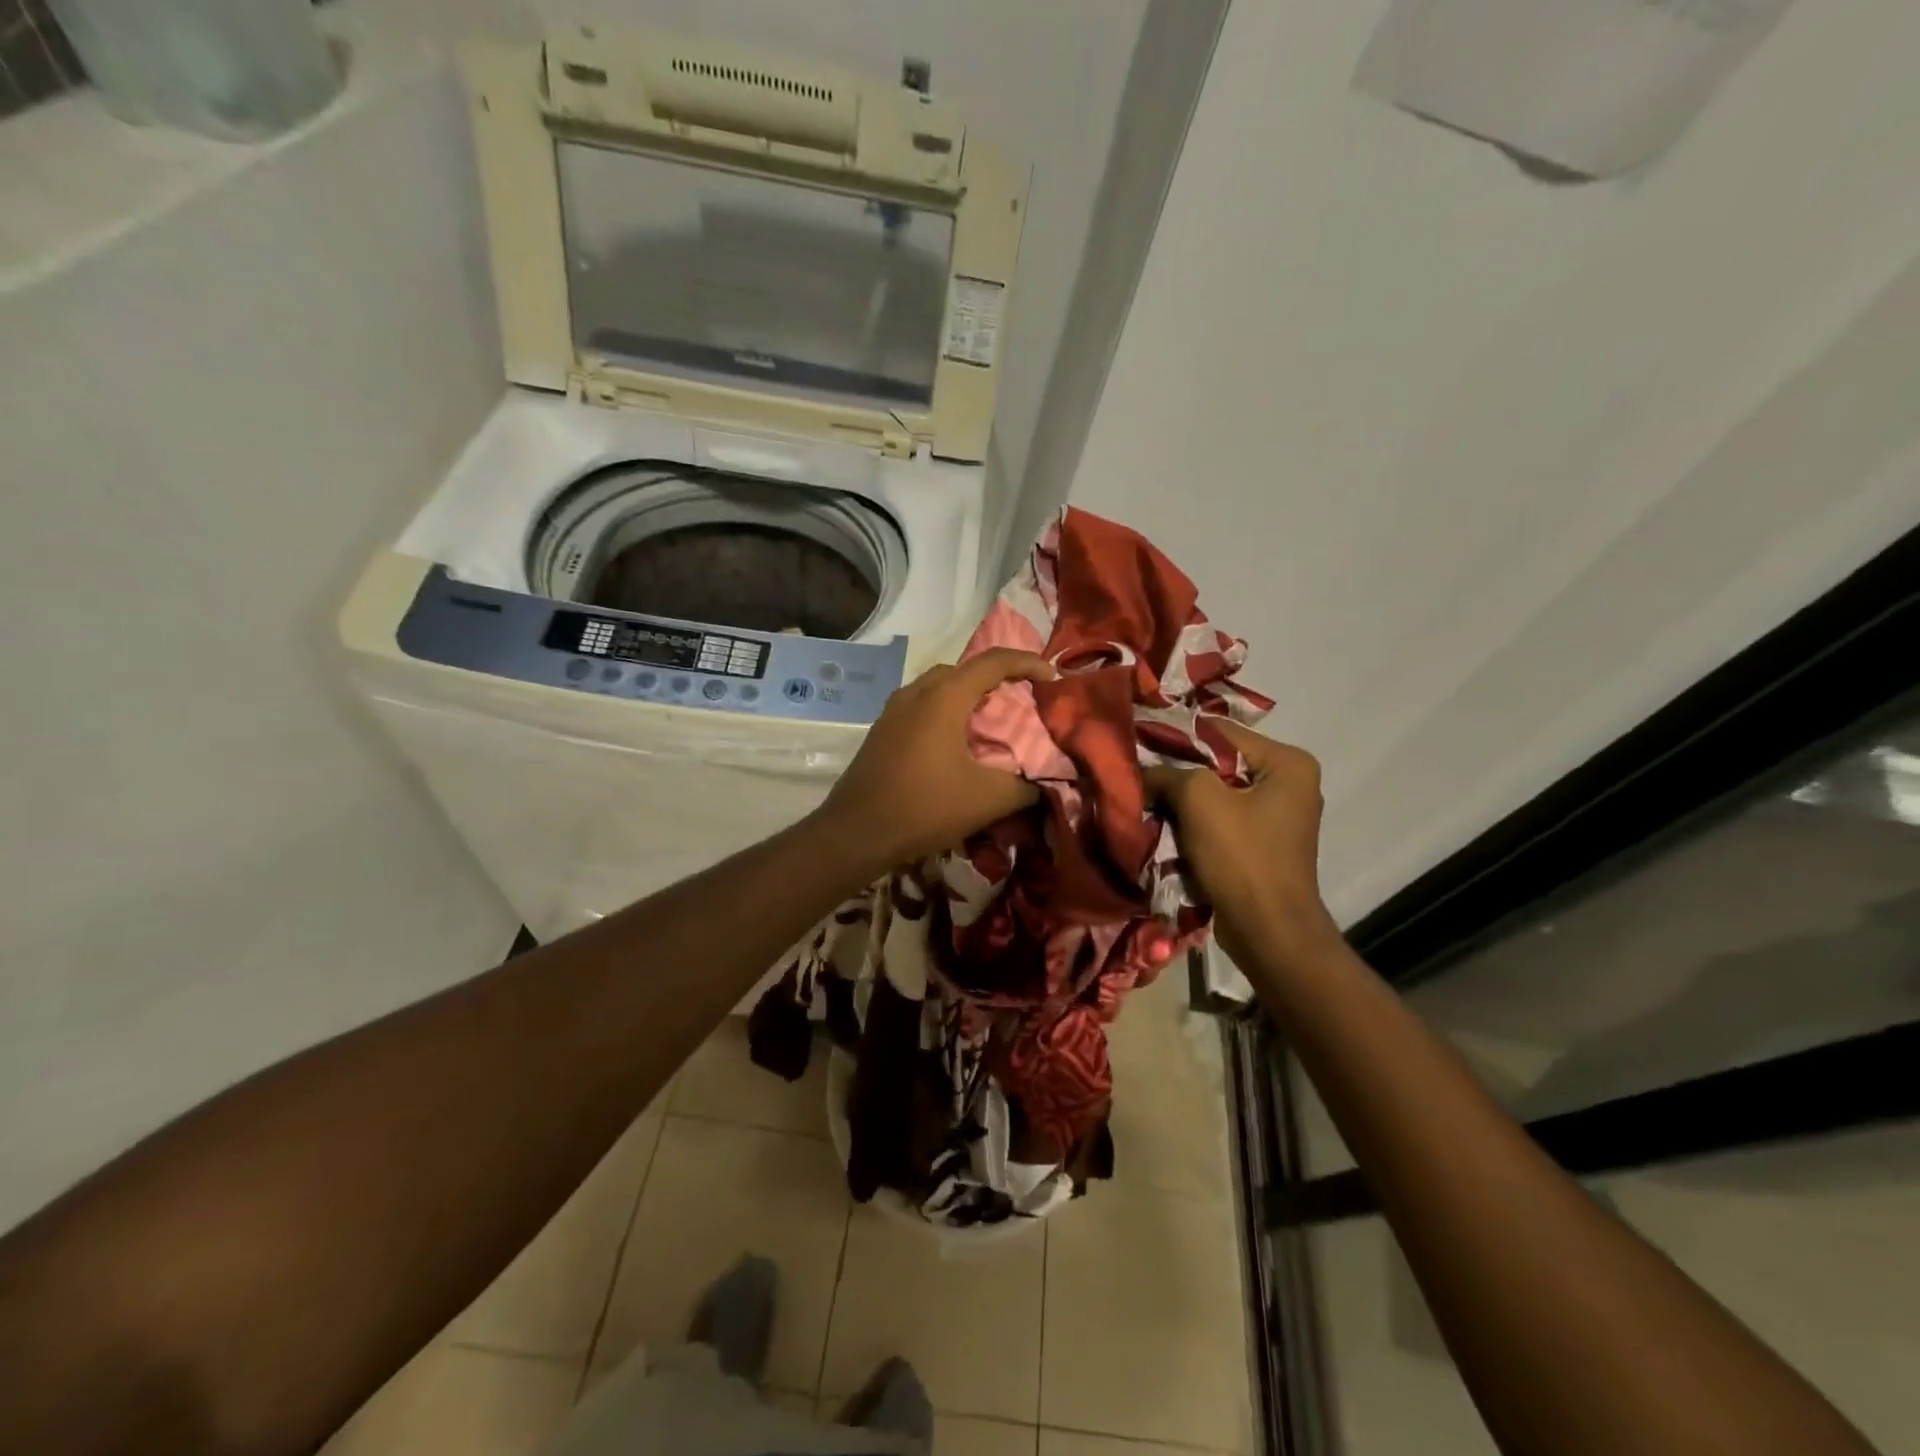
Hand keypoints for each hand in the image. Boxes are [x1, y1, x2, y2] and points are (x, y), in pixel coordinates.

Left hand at [817, 648, 1055, 875]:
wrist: (856, 833)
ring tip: (990, 719)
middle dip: (997, 677)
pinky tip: (955, 742)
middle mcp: (916, 693)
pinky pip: (921, 706)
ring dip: (967, 694)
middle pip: (964, 669)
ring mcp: (893, 710)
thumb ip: (1026, 787)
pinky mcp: (881, 730)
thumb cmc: (925, 807)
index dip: (1028, 662)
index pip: (994, 662)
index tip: (1051, 678)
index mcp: (944, 697)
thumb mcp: (988, 800)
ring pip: (938, 686)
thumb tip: (1047, 784)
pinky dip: (945, 711)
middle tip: (1022, 698)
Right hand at [1144, 721, 1338, 968]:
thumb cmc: (1242, 856)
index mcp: (1287, 763)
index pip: (1219, 732)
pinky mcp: (1261, 845)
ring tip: (1143, 800)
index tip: (1135, 741)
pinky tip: (1163, 827)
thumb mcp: (1198, 800)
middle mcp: (1288, 784)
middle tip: (1135, 773)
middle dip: (1176, 772)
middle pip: (1217, 764)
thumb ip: (1166, 773)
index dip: (1174, 735)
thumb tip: (1138, 771)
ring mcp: (1276, 817)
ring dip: (1180, 801)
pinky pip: (1219, 821)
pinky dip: (1192, 824)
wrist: (1268, 932)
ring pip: (1214, 795)